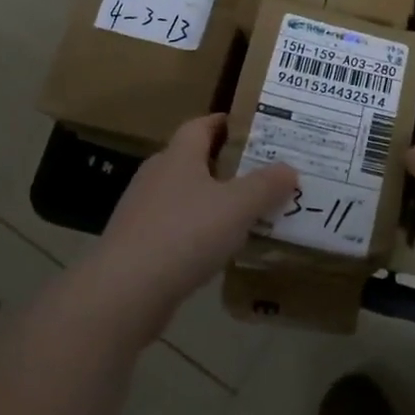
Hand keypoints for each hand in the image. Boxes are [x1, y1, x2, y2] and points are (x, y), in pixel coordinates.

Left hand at [90, 115, 297, 324]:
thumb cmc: (185, 234)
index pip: (201, 125)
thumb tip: (289, 168)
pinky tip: (216, 249)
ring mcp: (141, 211)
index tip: (254, 128)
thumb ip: (267, 185)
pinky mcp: (136, 244)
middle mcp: (156, 176)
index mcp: (178, 156)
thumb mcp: (238, 206)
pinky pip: (175, 228)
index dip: (226, 123)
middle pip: (192, 159)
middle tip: (260, 173)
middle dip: (225, 164)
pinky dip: (197, 232)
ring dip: (211, 201)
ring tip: (246, 213)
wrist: (125, 292)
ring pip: (184, 196)